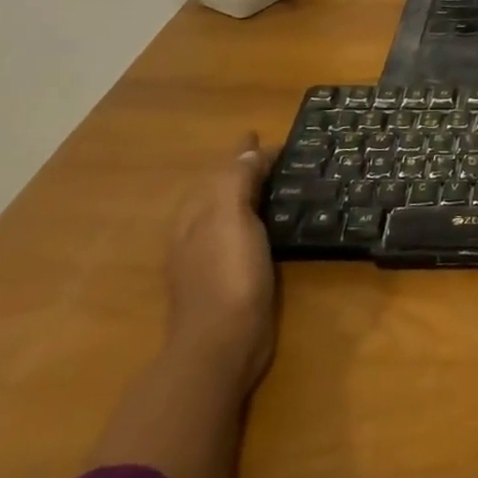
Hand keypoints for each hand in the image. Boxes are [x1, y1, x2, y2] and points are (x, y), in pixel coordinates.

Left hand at [165, 135, 276, 390]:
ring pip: (232, 213)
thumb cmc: (227, 274)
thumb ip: (237, 180)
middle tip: (279, 157)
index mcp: (196, 214)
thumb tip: (249, 149)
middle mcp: (198, 232)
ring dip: (252, 195)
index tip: (265, 134)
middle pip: (222, 190)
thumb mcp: (230, 217)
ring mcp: (210, 259)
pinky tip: (275, 227)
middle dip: (245, 171)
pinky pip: (244, 235)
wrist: (222, 343)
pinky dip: (258, 221)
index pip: (222, 170)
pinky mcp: (228, 280)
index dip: (244, 152)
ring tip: (281, 185)